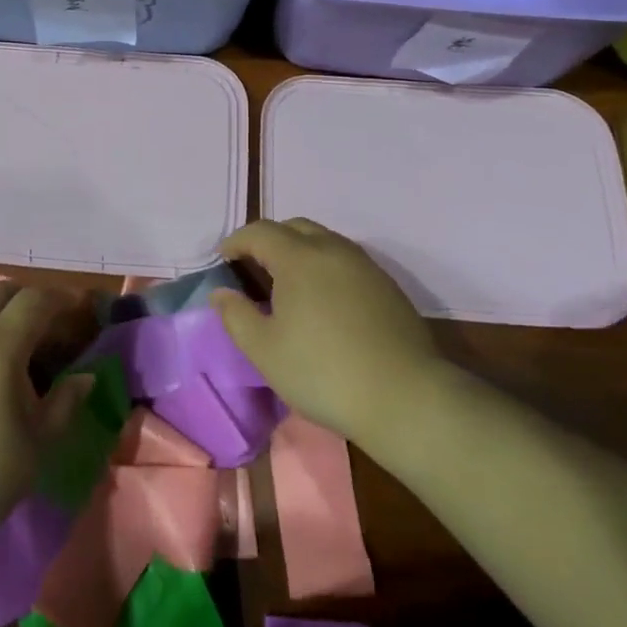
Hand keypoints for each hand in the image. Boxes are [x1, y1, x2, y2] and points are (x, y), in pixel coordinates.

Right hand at [211, 218, 444, 444]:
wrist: (405, 398)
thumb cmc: (324, 372)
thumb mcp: (264, 350)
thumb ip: (235, 315)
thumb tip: (221, 292)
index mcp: (299, 257)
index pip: (259, 232)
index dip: (236, 241)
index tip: (222, 259)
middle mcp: (333, 249)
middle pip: (294, 227)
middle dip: (268, 240)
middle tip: (253, 267)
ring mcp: (365, 265)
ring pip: (324, 240)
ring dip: (299, 250)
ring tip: (287, 283)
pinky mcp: (387, 285)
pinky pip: (346, 260)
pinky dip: (324, 266)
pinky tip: (323, 300)